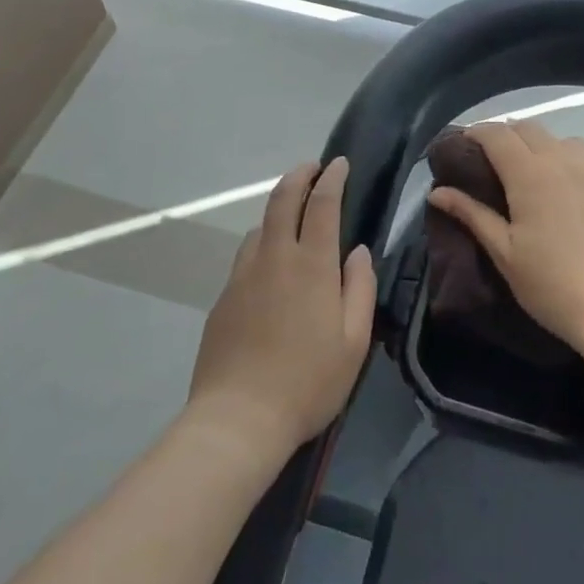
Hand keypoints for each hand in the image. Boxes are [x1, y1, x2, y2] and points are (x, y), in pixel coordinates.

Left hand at [186, 159, 375, 460]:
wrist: (238, 419)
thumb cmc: (308, 382)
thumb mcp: (354, 341)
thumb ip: (359, 288)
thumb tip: (356, 252)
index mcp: (311, 265)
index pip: (322, 203)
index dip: (332, 178)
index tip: (340, 164)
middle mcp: (274, 258)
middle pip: (283, 200)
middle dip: (299, 176)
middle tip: (313, 167)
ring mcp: (243, 276)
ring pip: (260, 226)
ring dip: (279, 209)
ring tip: (293, 214)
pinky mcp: (223, 297)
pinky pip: (246, 255)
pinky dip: (263, 242)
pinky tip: (270, 264)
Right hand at [427, 121, 583, 357]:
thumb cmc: (551, 285)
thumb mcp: (503, 253)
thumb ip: (471, 214)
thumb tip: (437, 192)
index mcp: (530, 174)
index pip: (497, 134)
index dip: (476, 133)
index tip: (463, 146)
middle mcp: (563, 161)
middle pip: (529, 128)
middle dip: (506, 136)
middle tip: (492, 162)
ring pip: (562, 139)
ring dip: (541, 145)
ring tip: (532, 172)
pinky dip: (570, 163)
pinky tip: (568, 191)